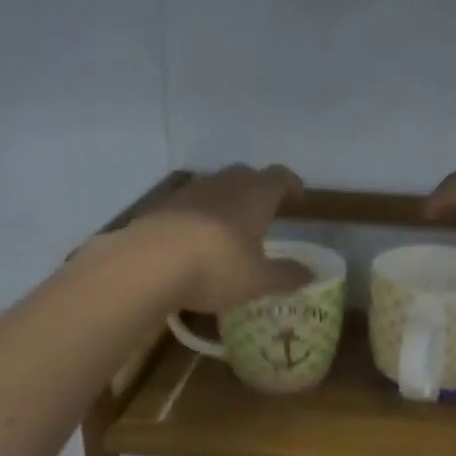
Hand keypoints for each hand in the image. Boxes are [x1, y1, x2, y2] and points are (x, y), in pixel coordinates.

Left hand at [136, 164, 312, 312]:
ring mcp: (187, 193)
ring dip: (225, 202)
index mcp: (254, 195)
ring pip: (213, 189)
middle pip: (244, 175)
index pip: (279, 177)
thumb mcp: (258, 280)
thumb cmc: (216, 267)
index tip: (297, 196)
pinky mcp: (159, 208)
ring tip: (229, 229)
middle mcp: (222, 184)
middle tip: (263, 211)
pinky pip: (187, 206)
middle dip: (256, 189)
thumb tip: (309, 273)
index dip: (290, 184)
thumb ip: (286, 275)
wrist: (146, 265)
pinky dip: (198, 218)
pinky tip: (195, 242)